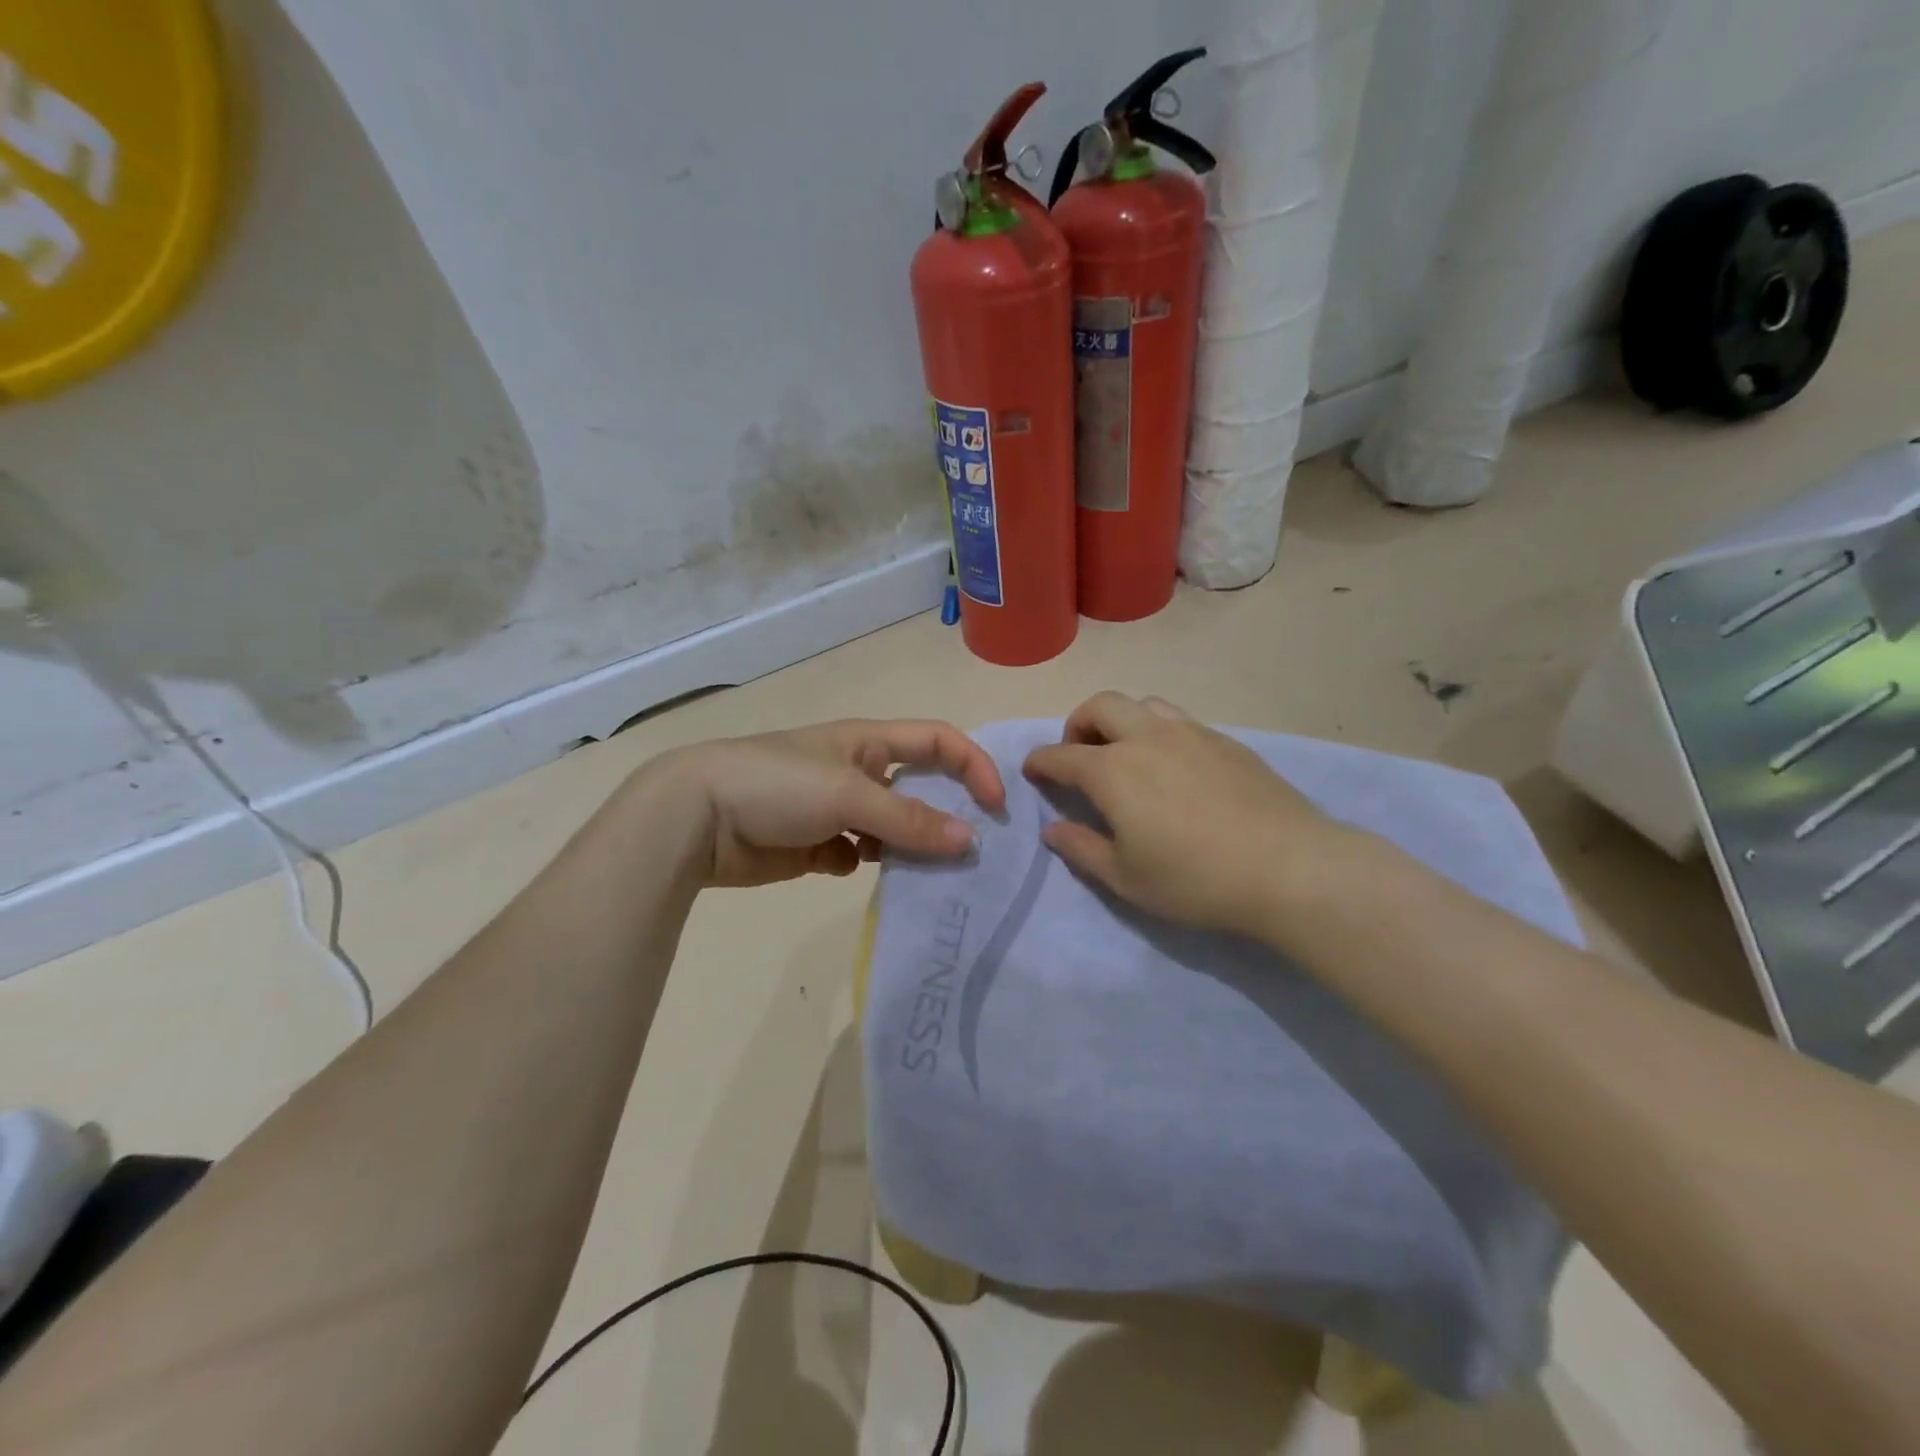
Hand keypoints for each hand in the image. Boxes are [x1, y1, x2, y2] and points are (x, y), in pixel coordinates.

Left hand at [652, 719, 1005, 887]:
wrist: (695, 818)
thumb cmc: (777, 785)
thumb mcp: (848, 794)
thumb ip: (909, 819)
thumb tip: (970, 841)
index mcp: (868, 742)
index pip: (938, 741)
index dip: (973, 765)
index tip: (996, 806)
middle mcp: (858, 771)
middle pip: (919, 788)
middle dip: (946, 813)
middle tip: (971, 851)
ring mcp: (835, 809)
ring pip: (891, 828)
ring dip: (908, 847)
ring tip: (925, 874)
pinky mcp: (814, 845)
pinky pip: (858, 855)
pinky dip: (866, 864)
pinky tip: (855, 872)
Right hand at [1023, 692, 1344, 936]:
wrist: (1288, 867)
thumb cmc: (1195, 879)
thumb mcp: (1126, 877)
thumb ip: (1081, 848)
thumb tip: (1053, 829)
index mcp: (1112, 771)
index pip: (1061, 755)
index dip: (1039, 762)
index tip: (1032, 770)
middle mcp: (1146, 738)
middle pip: (1100, 706)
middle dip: (1078, 723)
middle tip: (1079, 753)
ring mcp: (1190, 733)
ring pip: (1143, 703)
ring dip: (1121, 719)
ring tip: (1126, 752)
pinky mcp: (1226, 741)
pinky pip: (1179, 720)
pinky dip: (1159, 731)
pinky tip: (1174, 765)